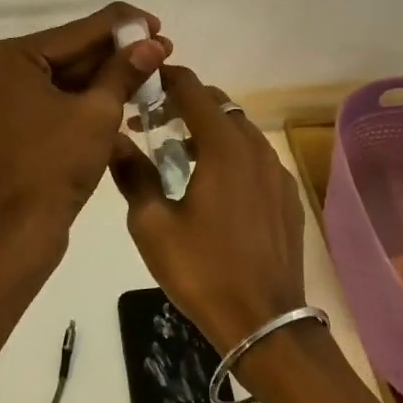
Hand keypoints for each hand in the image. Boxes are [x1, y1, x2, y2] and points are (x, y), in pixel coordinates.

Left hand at [0, 3, 168, 238]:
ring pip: (63, 77)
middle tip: (161, 47)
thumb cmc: (55, 166)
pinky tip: (123, 93)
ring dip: (105, 76)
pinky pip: (53, 98)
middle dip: (116, 53)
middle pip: (69, 52)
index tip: (158, 23)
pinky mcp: (8, 122)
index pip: (77, 31)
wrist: (19, 233)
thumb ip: (125, 71)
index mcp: (8, 58)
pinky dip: (85, 98)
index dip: (122, 25)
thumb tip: (153, 42)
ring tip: (151, 69)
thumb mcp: (98, 113)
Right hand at [109, 66, 306, 351]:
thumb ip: (132, 174)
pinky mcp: (287, 196)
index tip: (142, 84)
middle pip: (219, 105)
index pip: (193, 89)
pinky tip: (214, 187)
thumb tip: (114, 140)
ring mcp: (277, 172)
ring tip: (179, 156)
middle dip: (186, 104)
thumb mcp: (152, 225)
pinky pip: (256, 158)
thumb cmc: (202, 271)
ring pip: (240, 131)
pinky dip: (232, 155)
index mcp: (223, 147)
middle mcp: (255, 148)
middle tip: (154, 122)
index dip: (166, 79)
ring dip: (209, 130)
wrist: (265, 323)